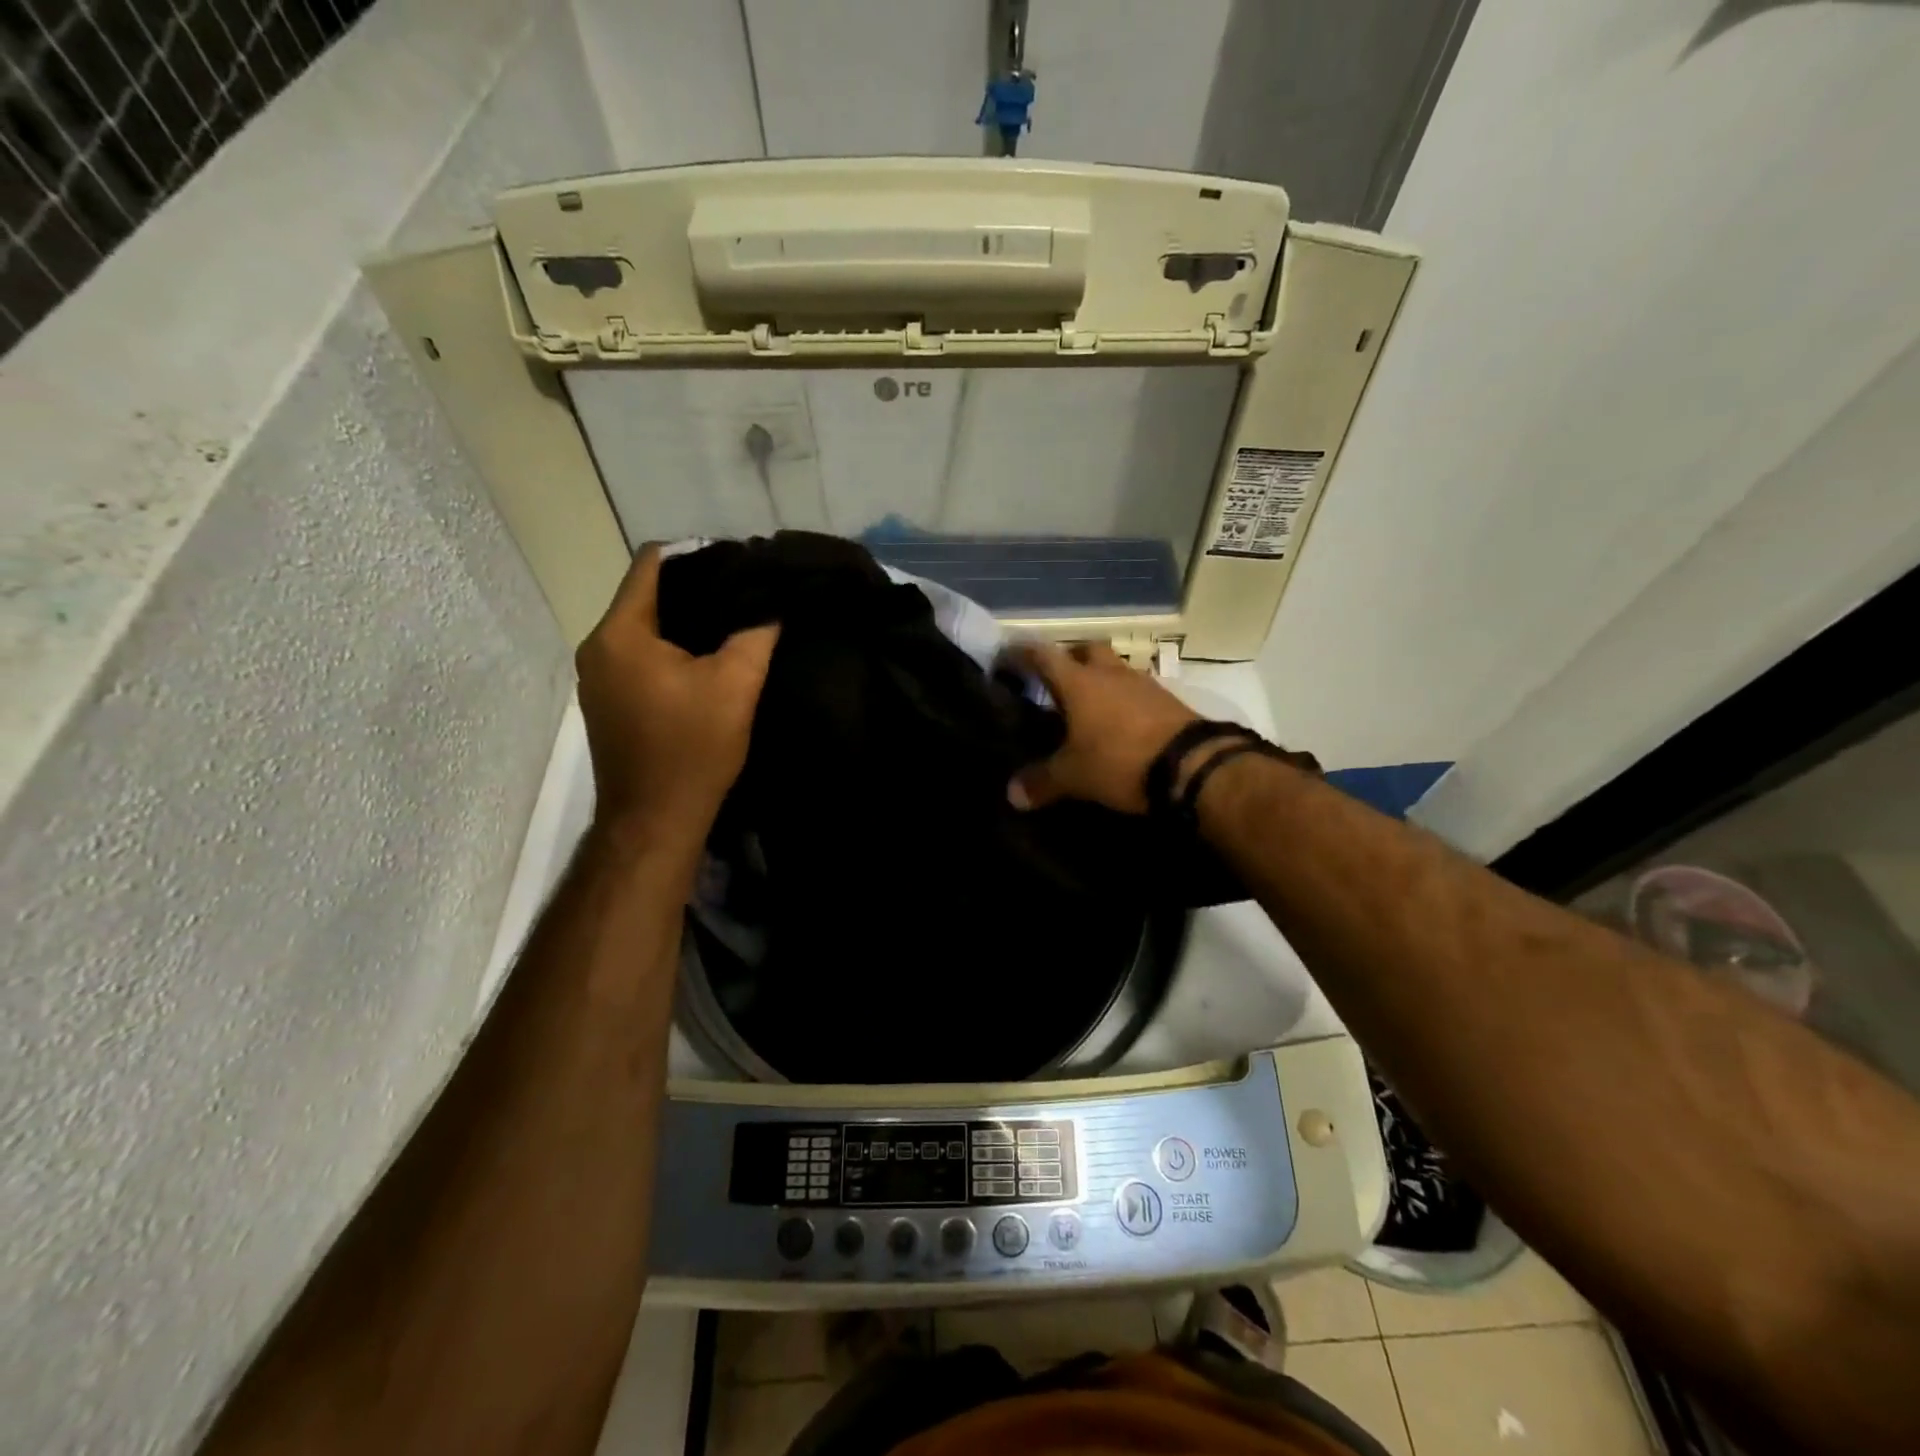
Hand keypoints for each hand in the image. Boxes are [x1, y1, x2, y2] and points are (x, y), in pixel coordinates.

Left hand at [575, 546, 779, 849]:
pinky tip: (705, 662)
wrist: (655, 820)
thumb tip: (769, 606)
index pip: (653, 564)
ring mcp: (597, 678)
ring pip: (643, 628)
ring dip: (683, 623)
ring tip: (731, 625)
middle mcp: (598, 647)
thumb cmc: (692, 749)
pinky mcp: (606, 702)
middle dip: (696, 590)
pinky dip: (670, 650)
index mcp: (621, 633)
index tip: (741, 565)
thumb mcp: (736, 686)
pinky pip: (639, 656)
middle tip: (745, 595)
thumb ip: (755, 635)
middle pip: (646, 595)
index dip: (699, 555)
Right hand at [1004, 640, 1198, 813]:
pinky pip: (1138, 691)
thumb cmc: (1120, 760)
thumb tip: (1011, 795)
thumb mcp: (1074, 776)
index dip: (1022, 653)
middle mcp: (1110, 674)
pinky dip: (1124, 700)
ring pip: (1115, 669)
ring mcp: (1143, 684)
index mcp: (1079, 683)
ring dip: (1100, 679)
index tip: (1006, 656)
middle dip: (1069, 659)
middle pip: (1086, 650)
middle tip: (1056, 679)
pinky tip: (1121, 723)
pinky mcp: (1169, 701)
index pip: (1043, 655)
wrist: (1192, 765)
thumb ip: (1041, 782)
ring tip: (1088, 705)